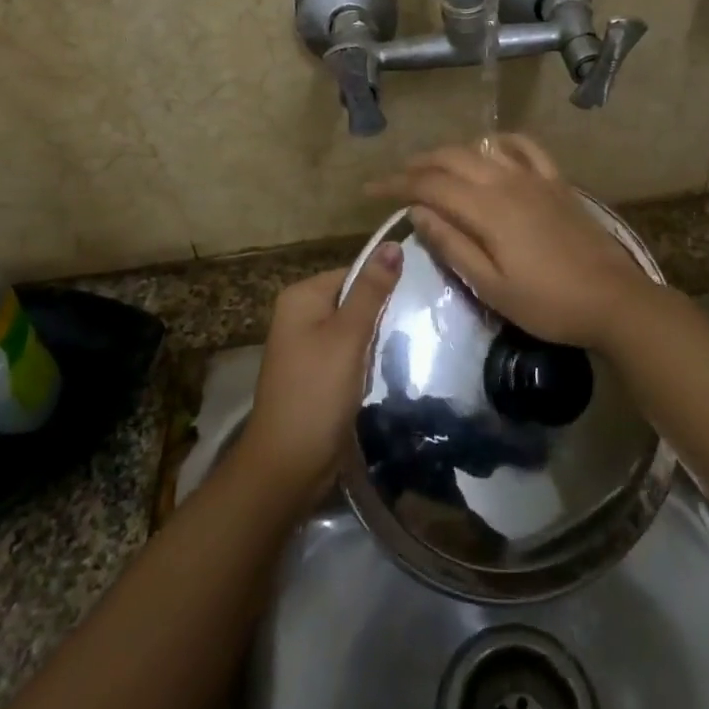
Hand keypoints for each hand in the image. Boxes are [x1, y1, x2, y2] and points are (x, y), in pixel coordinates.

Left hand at [238, 245, 402, 497]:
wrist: (288, 466)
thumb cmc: (316, 392)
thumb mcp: (348, 336)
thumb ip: (372, 291)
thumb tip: (392, 243)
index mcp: (301, 297)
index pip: (354, 273)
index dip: (385, 284)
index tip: (421, 296)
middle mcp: (300, 315)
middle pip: (354, 300)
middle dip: (383, 313)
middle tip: (421, 322)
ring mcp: (306, 347)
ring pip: (355, 329)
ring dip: (378, 339)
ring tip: (413, 344)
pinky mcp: (317, 374)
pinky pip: (349, 354)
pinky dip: (368, 360)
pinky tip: (390, 368)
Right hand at [369, 135, 660, 349]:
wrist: (613, 300)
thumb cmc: (547, 303)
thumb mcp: (490, 286)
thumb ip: (452, 245)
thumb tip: (417, 211)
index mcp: (487, 209)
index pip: (429, 185)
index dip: (396, 184)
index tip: (370, 191)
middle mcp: (507, 182)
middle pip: (452, 158)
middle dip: (418, 164)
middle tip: (396, 178)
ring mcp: (535, 178)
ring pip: (483, 149)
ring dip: (452, 152)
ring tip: (433, 166)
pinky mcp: (557, 182)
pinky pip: (526, 147)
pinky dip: (501, 142)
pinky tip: (492, 148)